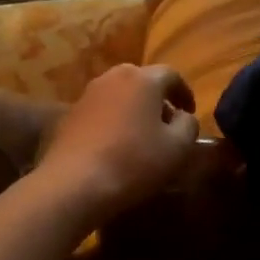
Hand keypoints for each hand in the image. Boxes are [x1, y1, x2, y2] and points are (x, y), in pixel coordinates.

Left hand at [36, 64, 199, 226]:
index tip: (190, 112)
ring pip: (119, 94)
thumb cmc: (134, 162)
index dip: (184, 93)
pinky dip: (112, 120)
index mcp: (143, 79)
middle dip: (157, 99)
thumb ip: (189, 125)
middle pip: (142, 81)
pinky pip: (100, 110)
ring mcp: (88, 94)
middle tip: (166, 122)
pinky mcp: (70, 114)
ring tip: (141, 135)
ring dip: (133, 109)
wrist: (75, 183)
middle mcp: (114, 77)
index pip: (171, 75)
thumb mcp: (178, 148)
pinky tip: (115, 145)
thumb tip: (183, 116)